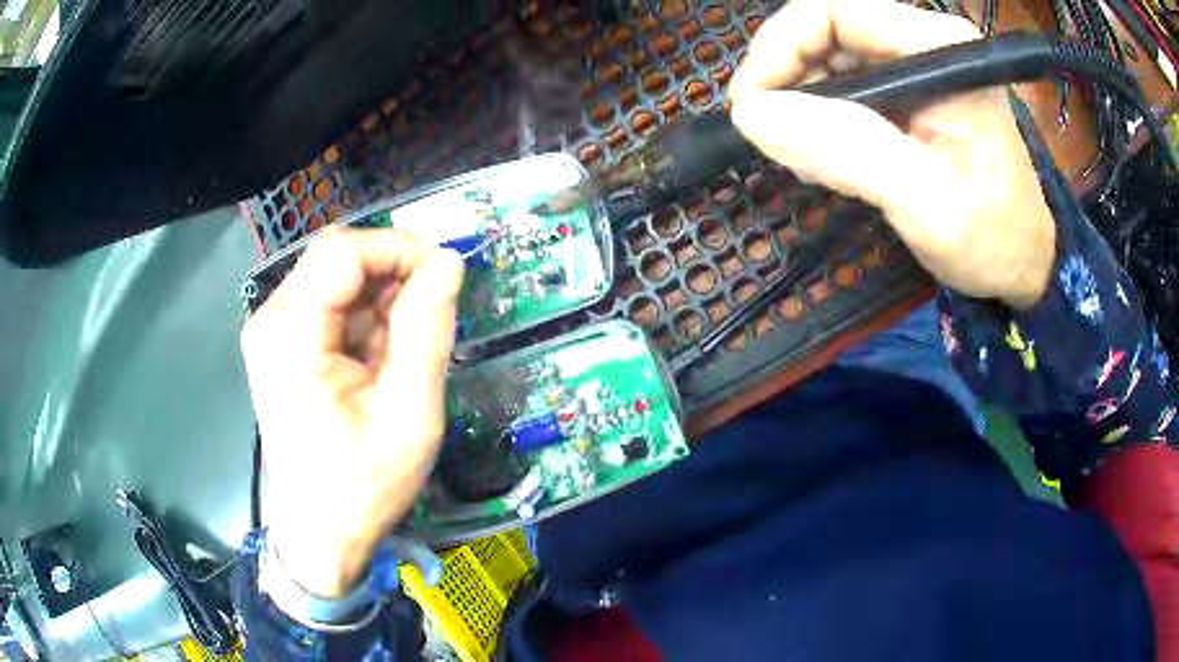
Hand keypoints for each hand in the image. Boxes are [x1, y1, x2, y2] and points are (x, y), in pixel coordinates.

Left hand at [241, 228, 463, 596]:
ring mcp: (271, 333)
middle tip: (434, 307)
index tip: (446, 274)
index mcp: (291, 334)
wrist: (320, 536)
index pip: (345, 251)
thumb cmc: (362, 486)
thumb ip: (427, 331)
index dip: (400, 249)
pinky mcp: (281, 347)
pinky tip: (382, 356)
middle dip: (392, 270)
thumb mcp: (409, 414)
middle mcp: (271, 321)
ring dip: (380, 297)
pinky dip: (364, 317)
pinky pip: (328, 306)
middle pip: (336, 257)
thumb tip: (448, 263)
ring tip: (409, 344)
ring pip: (334, 278)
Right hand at [729, 0, 1055, 308]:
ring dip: (803, 105)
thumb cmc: (992, 238)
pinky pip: (846, 89)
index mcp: (938, 47)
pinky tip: (826, 159)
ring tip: (804, 160)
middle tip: (771, 138)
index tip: (751, 105)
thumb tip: (752, 115)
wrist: (1023, 267)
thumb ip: (846, 150)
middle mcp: (924, 43)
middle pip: (827, 31)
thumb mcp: (925, 200)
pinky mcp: (910, 95)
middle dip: (788, 80)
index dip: (780, 46)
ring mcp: (916, 68)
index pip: (834, 11)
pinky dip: (822, 121)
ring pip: (830, 61)